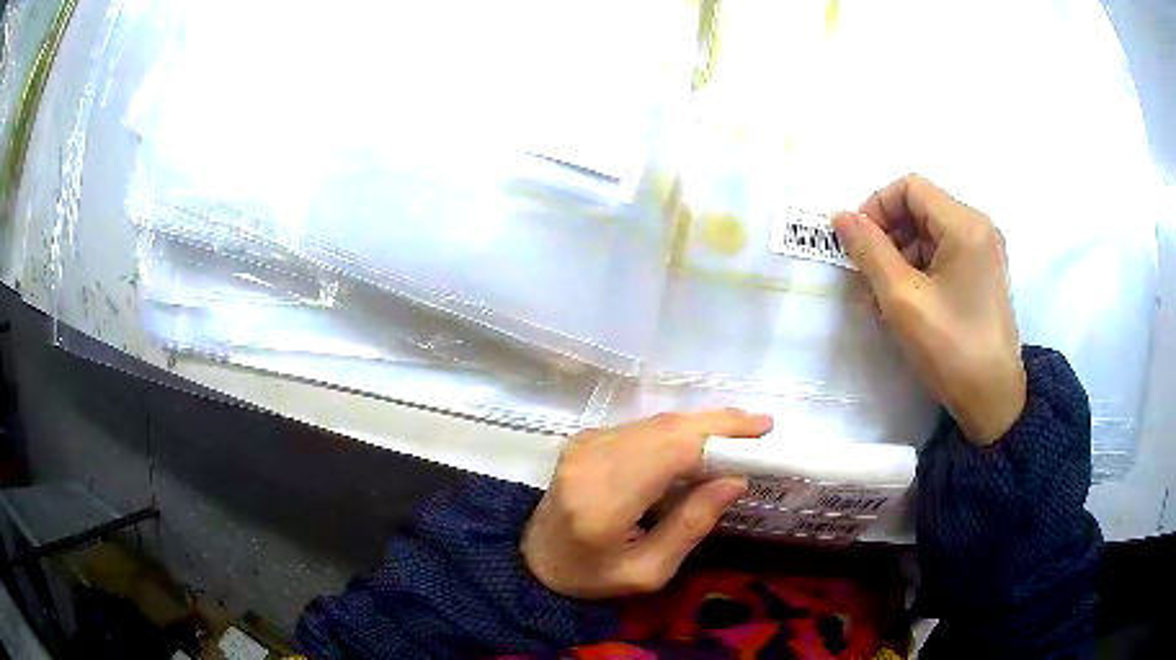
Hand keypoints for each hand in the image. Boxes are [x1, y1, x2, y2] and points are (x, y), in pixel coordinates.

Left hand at [522, 409, 772, 598]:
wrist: (535, 561)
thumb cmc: (593, 578)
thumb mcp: (648, 572)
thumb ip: (691, 525)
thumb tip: (736, 480)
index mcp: (604, 502)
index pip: (670, 452)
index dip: (719, 435)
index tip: (762, 431)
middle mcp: (591, 462)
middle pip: (665, 428)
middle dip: (718, 422)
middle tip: (761, 425)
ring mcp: (584, 445)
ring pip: (655, 422)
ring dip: (700, 423)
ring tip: (740, 431)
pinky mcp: (584, 440)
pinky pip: (641, 427)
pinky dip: (676, 430)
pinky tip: (701, 440)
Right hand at [832, 174, 1025, 443]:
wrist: (993, 401)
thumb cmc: (950, 348)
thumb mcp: (902, 299)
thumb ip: (869, 251)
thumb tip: (840, 216)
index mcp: (965, 224)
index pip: (909, 187)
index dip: (876, 207)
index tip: (857, 243)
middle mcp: (979, 227)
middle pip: (920, 208)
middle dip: (887, 235)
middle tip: (866, 274)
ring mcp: (984, 251)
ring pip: (929, 232)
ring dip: (900, 255)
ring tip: (882, 297)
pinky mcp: (983, 273)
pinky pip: (943, 254)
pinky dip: (919, 269)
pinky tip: (905, 302)